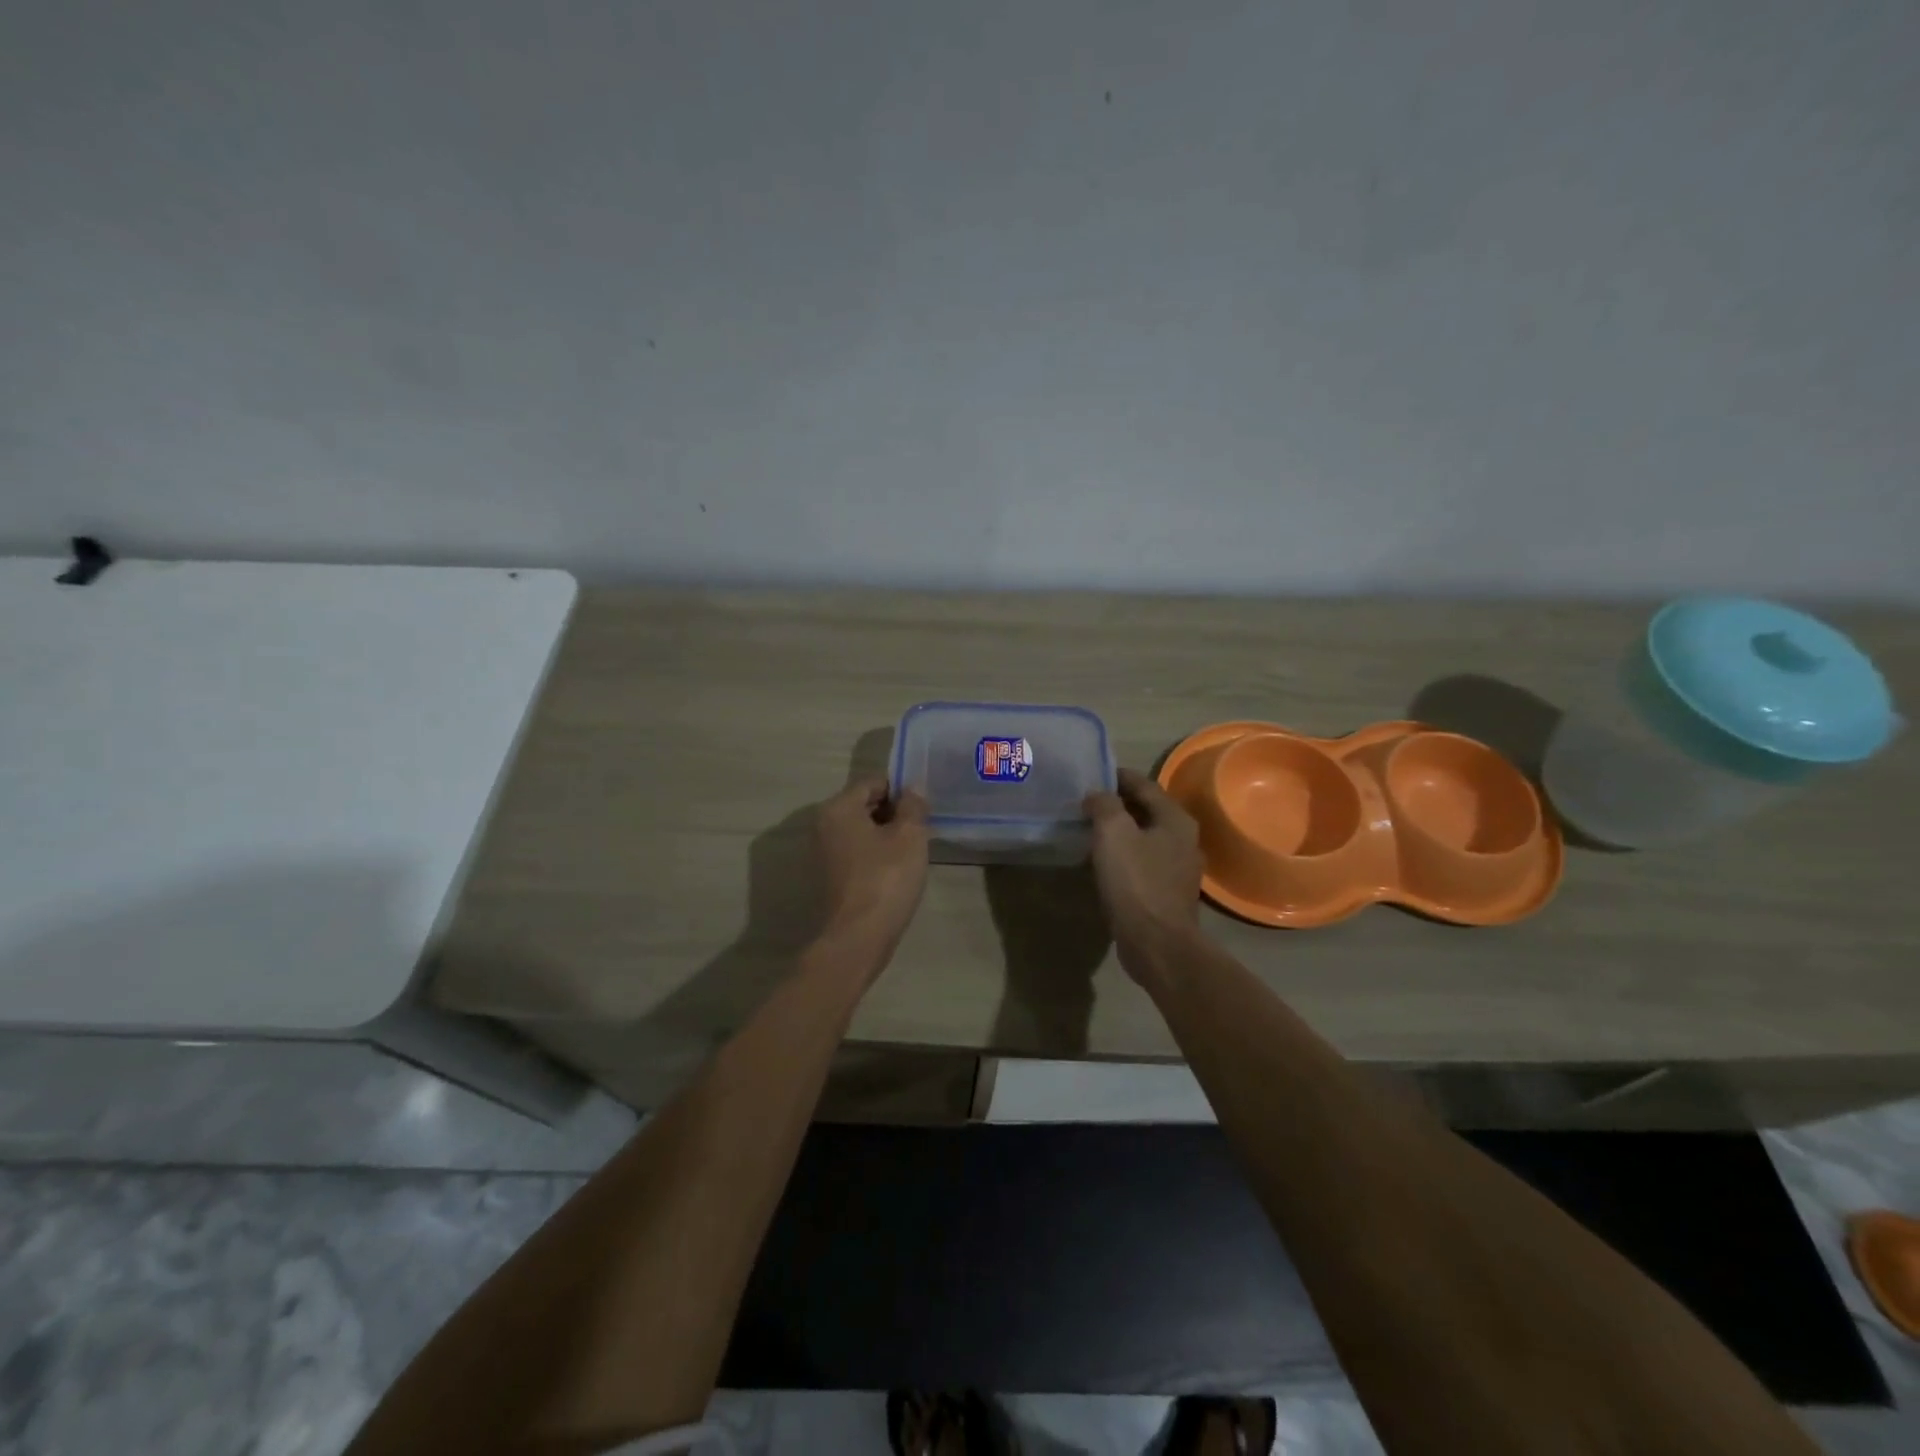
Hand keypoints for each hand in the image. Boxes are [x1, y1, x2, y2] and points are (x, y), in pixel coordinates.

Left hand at [815, 776, 930, 953]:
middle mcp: (823, 826)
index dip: (900, 789)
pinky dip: (874, 856)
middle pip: (863, 806)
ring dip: (885, 836)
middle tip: (921, 829)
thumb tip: (912, 789)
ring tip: (912, 852)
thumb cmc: (885, 879)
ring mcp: (821, 854)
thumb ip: (913, 806)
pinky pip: (855, 854)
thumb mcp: (910, 836)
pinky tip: (895, 872)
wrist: (857, 938)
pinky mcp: (827, 879)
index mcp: (838, 808)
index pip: (872, 782)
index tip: (922, 807)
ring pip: (859, 832)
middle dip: (893, 813)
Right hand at [1084, 768, 1202, 975]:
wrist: (1157, 943)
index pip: (1144, 785)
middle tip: (1086, 799)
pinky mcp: (1166, 892)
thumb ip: (1105, 805)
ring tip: (1090, 827)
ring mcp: (1177, 868)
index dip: (1118, 776)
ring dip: (1119, 830)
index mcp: (1176, 819)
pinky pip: (1142, 862)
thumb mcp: (1114, 833)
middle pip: (1146, 810)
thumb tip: (1097, 795)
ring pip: (1144, 837)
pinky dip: (1122, 854)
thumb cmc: (1137, 882)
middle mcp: (1183, 839)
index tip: (1093, 772)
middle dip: (1117, 803)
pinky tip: (1102, 860)